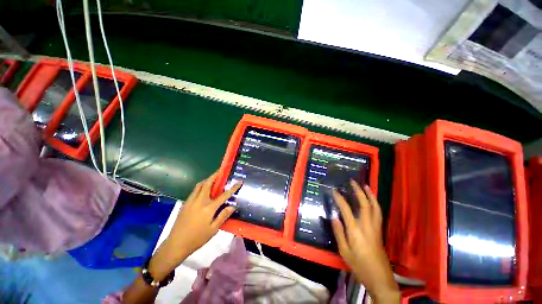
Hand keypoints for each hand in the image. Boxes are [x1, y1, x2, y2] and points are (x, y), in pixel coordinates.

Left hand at [148, 172, 241, 279]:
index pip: (224, 195)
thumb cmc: (197, 238)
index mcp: (208, 208)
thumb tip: (233, 206)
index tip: (239, 181)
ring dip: (207, 180)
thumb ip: (223, 216)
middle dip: (215, 175)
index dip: (233, 188)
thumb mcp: (213, 230)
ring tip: (213, 179)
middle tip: (221, 171)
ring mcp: (191, 201)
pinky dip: (201, 186)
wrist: (175, 244)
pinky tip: (204, 191)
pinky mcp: (185, 204)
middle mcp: (199, 201)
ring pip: (199, 185)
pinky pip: (194, 190)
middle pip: (208, 183)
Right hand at [331, 181, 398, 302]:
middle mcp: (367, 225)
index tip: (334, 191)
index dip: (340, 199)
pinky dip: (375, 203)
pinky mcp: (380, 230)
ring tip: (365, 186)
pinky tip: (372, 200)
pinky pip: (378, 212)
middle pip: (364, 204)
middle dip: (358, 191)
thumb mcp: (344, 251)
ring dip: (370, 195)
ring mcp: (375, 227)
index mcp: (355, 230)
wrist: (379, 277)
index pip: (346, 209)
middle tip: (353, 182)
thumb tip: (334, 217)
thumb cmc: (359, 265)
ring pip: (374, 207)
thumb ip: (339, 233)